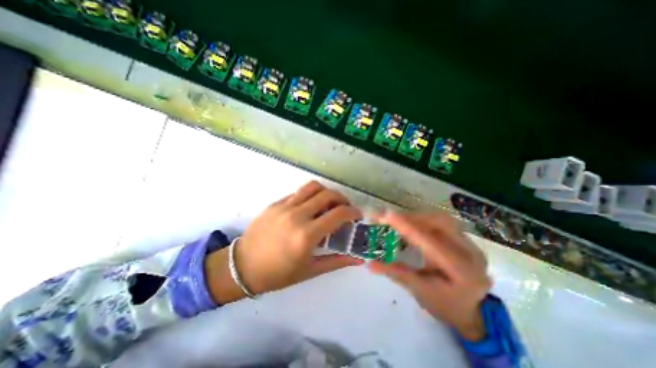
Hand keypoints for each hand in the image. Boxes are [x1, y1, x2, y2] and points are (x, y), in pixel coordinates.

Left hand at [206, 181, 363, 304]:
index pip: (338, 214)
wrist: (242, 266)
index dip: (353, 212)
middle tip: (345, 208)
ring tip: (329, 203)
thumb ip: (337, 261)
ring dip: (326, 192)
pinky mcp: (276, 203)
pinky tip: (309, 207)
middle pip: (328, 194)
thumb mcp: (310, 271)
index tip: (357, 215)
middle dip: (342, 198)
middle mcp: (297, 215)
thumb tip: (358, 259)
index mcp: (307, 235)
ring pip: (312, 187)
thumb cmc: (278, 273)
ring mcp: (285, 206)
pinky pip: (298, 193)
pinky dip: (310, 196)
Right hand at [368, 211, 490, 340]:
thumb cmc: (446, 306)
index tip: (386, 215)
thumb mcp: (420, 292)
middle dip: (411, 217)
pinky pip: (441, 222)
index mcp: (462, 271)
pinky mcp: (464, 238)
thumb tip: (370, 263)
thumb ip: (396, 273)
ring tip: (398, 220)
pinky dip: (423, 220)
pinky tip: (411, 224)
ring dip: (417, 217)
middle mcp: (470, 252)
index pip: (430, 242)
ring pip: (440, 218)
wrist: (472, 312)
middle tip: (389, 218)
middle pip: (439, 222)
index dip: (407, 226)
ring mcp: (470, 243)